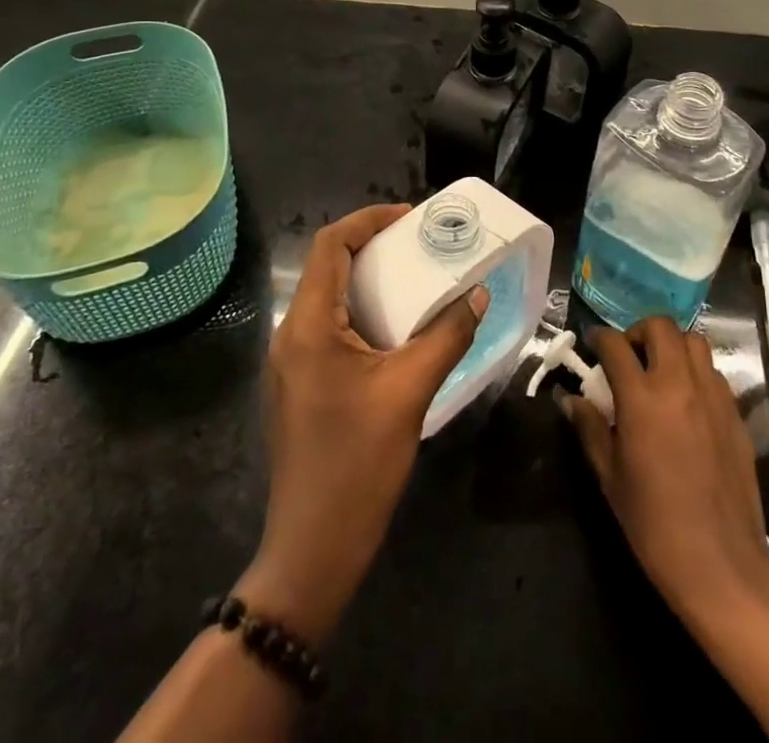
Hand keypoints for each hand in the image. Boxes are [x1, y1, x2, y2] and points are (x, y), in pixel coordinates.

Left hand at [238, 204, 488, 642]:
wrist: (314, 549)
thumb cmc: (358, 464)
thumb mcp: (410, 392)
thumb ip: (447, 336)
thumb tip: (477, 295)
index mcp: (308, 325)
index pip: (329, 245)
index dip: (367, 220)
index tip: (410, 218)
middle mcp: (290, 334)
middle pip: (327, 267)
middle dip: (373, 247)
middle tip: (420, 245)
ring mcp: (292, 363)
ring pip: (328, 298)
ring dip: (369, 281)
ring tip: (415, 279)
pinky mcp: (301, 385)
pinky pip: (330, 329)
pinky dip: (363, 313)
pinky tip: (397, 329)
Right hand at [562, 317, 768, 622]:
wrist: (721, 563)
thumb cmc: (654, 524)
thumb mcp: (610, 477)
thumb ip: (590, 428)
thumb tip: (570, 400)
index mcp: (642, 398)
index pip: (615, 345)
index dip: (599, 338)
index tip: (592, 345)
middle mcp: (679, 384)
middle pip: (660, 327)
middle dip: (638, 331)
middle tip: (628, 355)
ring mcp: (712, 395)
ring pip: (693, 341)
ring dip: (671, 345)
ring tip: (659, 370)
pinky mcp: (735, 412)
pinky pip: (713, 372)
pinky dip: (695, 371)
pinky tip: (686, 399)